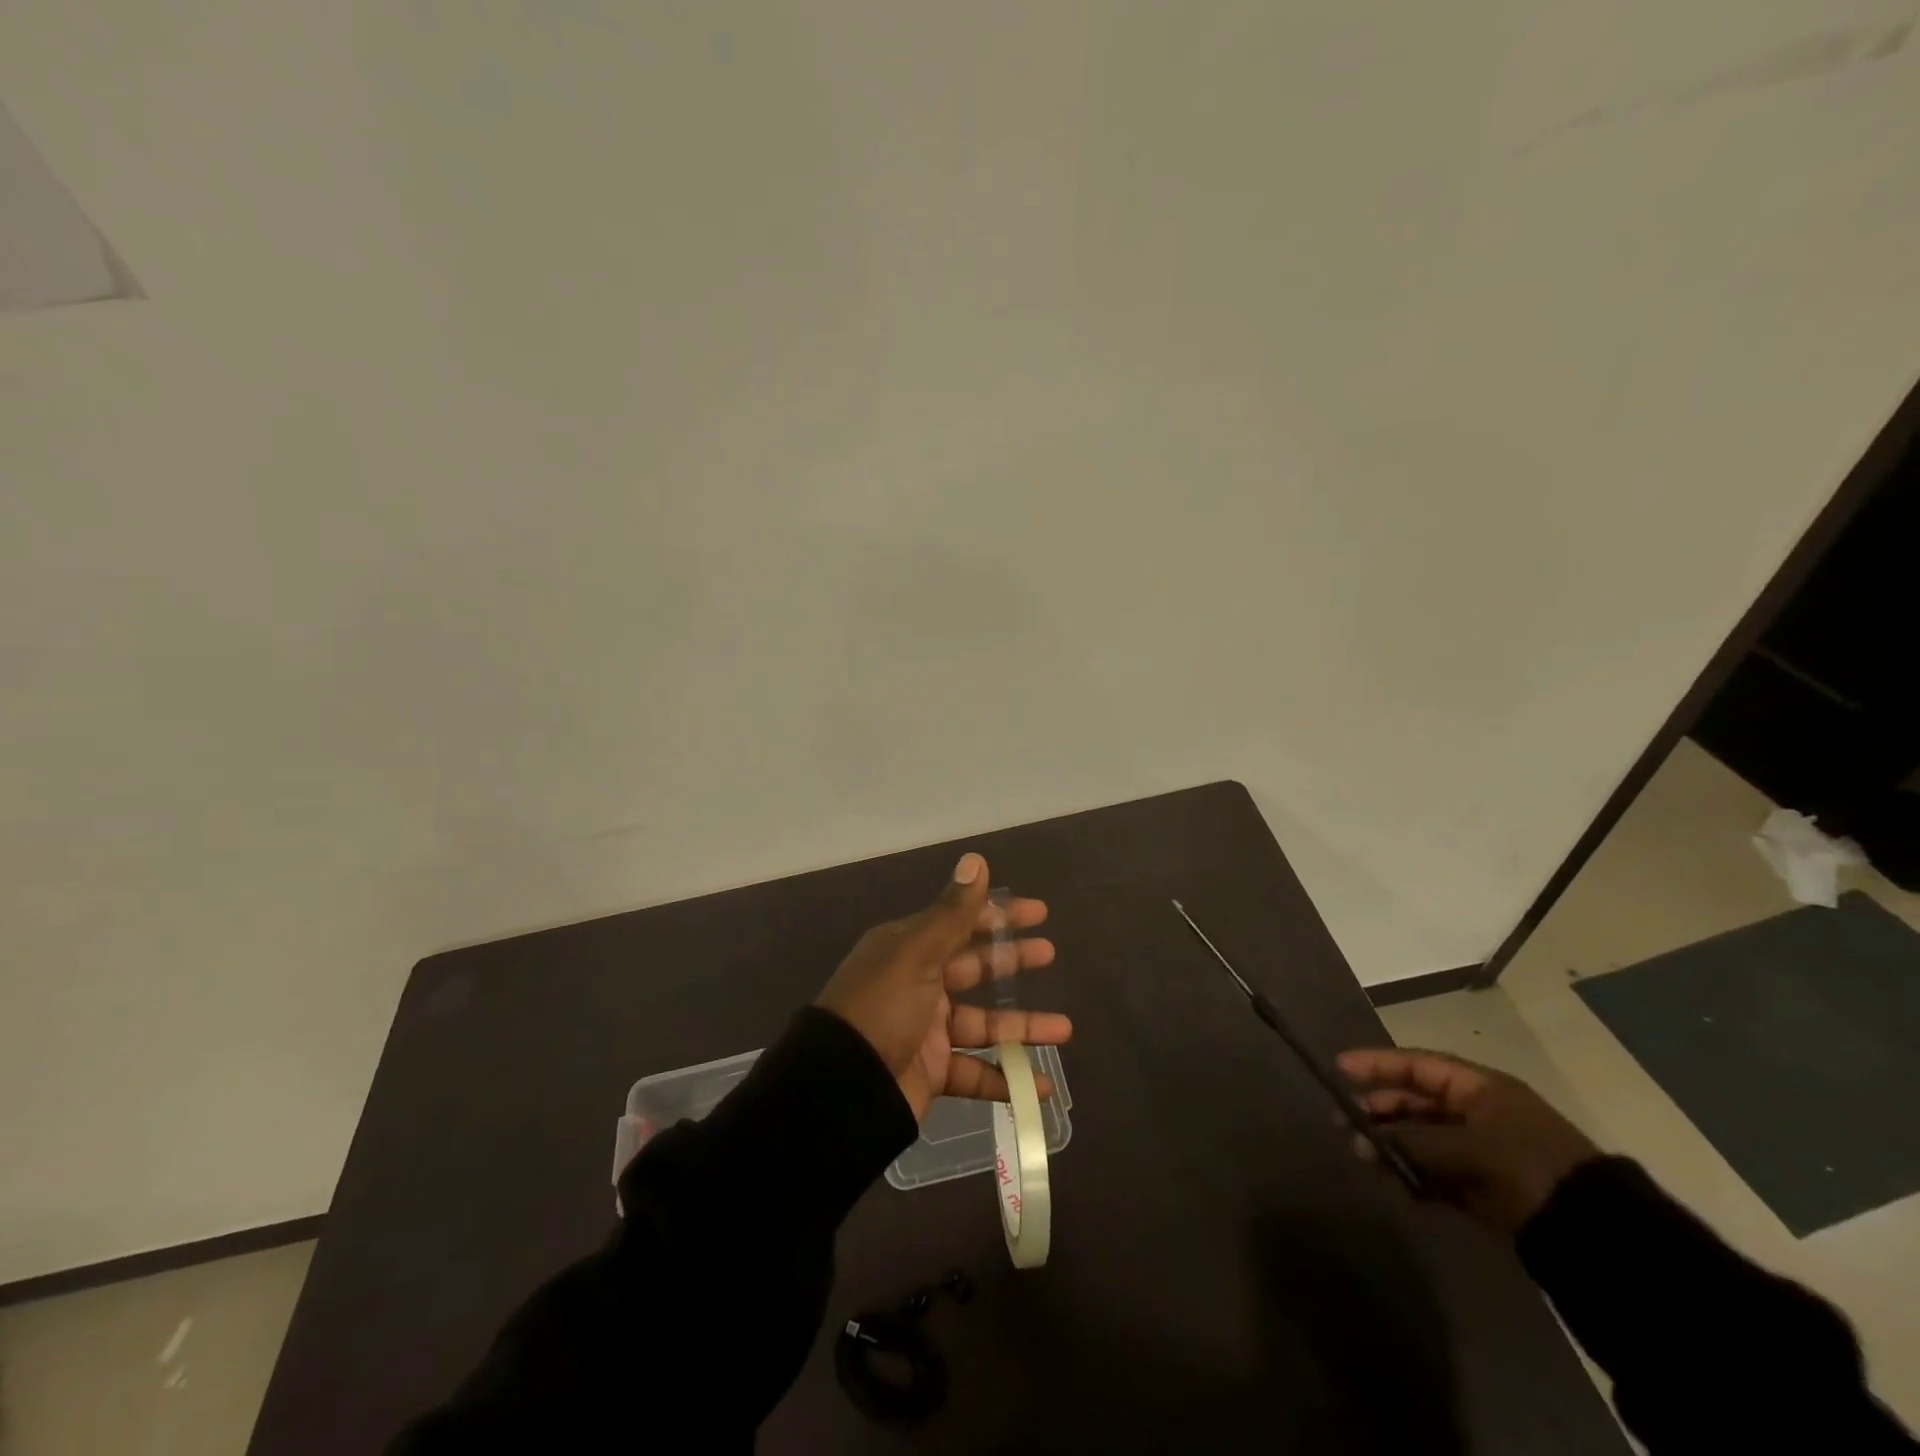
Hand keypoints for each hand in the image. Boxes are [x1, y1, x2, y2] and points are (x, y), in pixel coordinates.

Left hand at [815, 852, 1071, 1121]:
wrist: (841, 1086)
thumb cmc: (882, 1007)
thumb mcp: (917, 953)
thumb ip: (953, 912)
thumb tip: (976, 859)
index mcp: (909, 949)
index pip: (961, 923)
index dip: (999, 916)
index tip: (1038, 912)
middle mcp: (918, 984)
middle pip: (974, 968)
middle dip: (1012, 961)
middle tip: (1049, 954)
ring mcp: (926, 1031)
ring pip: (983, 1024)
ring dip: (1023, 1027)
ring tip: (1065, 1029)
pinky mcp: (931, 1073)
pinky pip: (976, 1073)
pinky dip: (1007, 1079)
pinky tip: (1041, 1086)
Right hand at [1337, 1047, 1599, 1234]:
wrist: (1594, 1235)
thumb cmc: (1528, 1166)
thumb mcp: (1468, 1146)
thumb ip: (1412, 1142)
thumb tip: (1359, 1141)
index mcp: (1480, 1089)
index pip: (1417, 1065)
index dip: (1378, 1064)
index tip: (1340, 1068)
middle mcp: (1476, 1113)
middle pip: (1415, 1102)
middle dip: (1379, 1110)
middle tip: (1344, 1119)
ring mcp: (1479, 1152)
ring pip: (1420, 1140)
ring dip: (1390, 1145)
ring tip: (1361, 1155)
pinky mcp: (1482, 1189)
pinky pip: (1434, 1173)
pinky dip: (1411, 1175)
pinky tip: (1391, 1182)